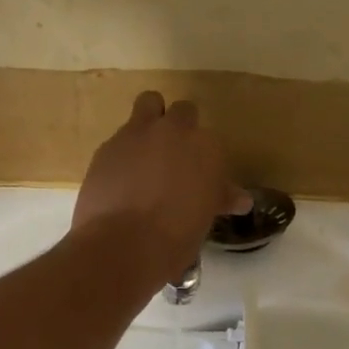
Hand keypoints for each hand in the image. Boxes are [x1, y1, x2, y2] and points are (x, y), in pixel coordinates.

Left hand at [72, 91, 248, 282]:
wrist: (123, 245)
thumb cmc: (176, 238)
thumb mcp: (205, 218)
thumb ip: (220, 198)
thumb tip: (241, 199)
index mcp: (207, 148)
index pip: (210, 141)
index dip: (203, 158)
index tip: (199, 176)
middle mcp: (175, 131)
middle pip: (183, 111)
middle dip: (180, 126)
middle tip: (174, 156)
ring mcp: (138, 133)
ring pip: (148, 103)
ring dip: (150, 119)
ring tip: (146, 152)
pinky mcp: (107, 145)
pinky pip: (120, 137)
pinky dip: (124, 152)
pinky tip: (120, 178)